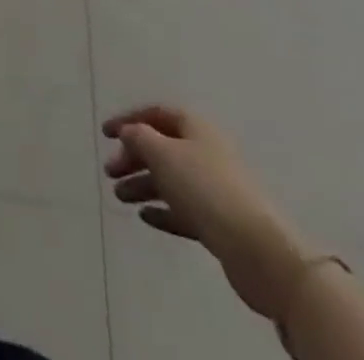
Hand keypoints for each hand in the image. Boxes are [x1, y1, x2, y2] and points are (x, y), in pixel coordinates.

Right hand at [103, 104, 310, 320]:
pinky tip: (144, 216)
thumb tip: (129, 132)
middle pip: (161, 148)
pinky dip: (162, 210)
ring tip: (120, 196)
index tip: (105, 133)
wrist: (258, 249)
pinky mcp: (218, 222)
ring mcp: (213, 188)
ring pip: (170, 180)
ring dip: (143, 185)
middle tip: (110, 172)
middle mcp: (204, 151)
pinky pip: (183, 210)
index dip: (128, 120)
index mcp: (194, 127)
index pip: (155, 114)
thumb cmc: (206, 188)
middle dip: (133, 157)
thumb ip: (139, 138)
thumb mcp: (164, 154)